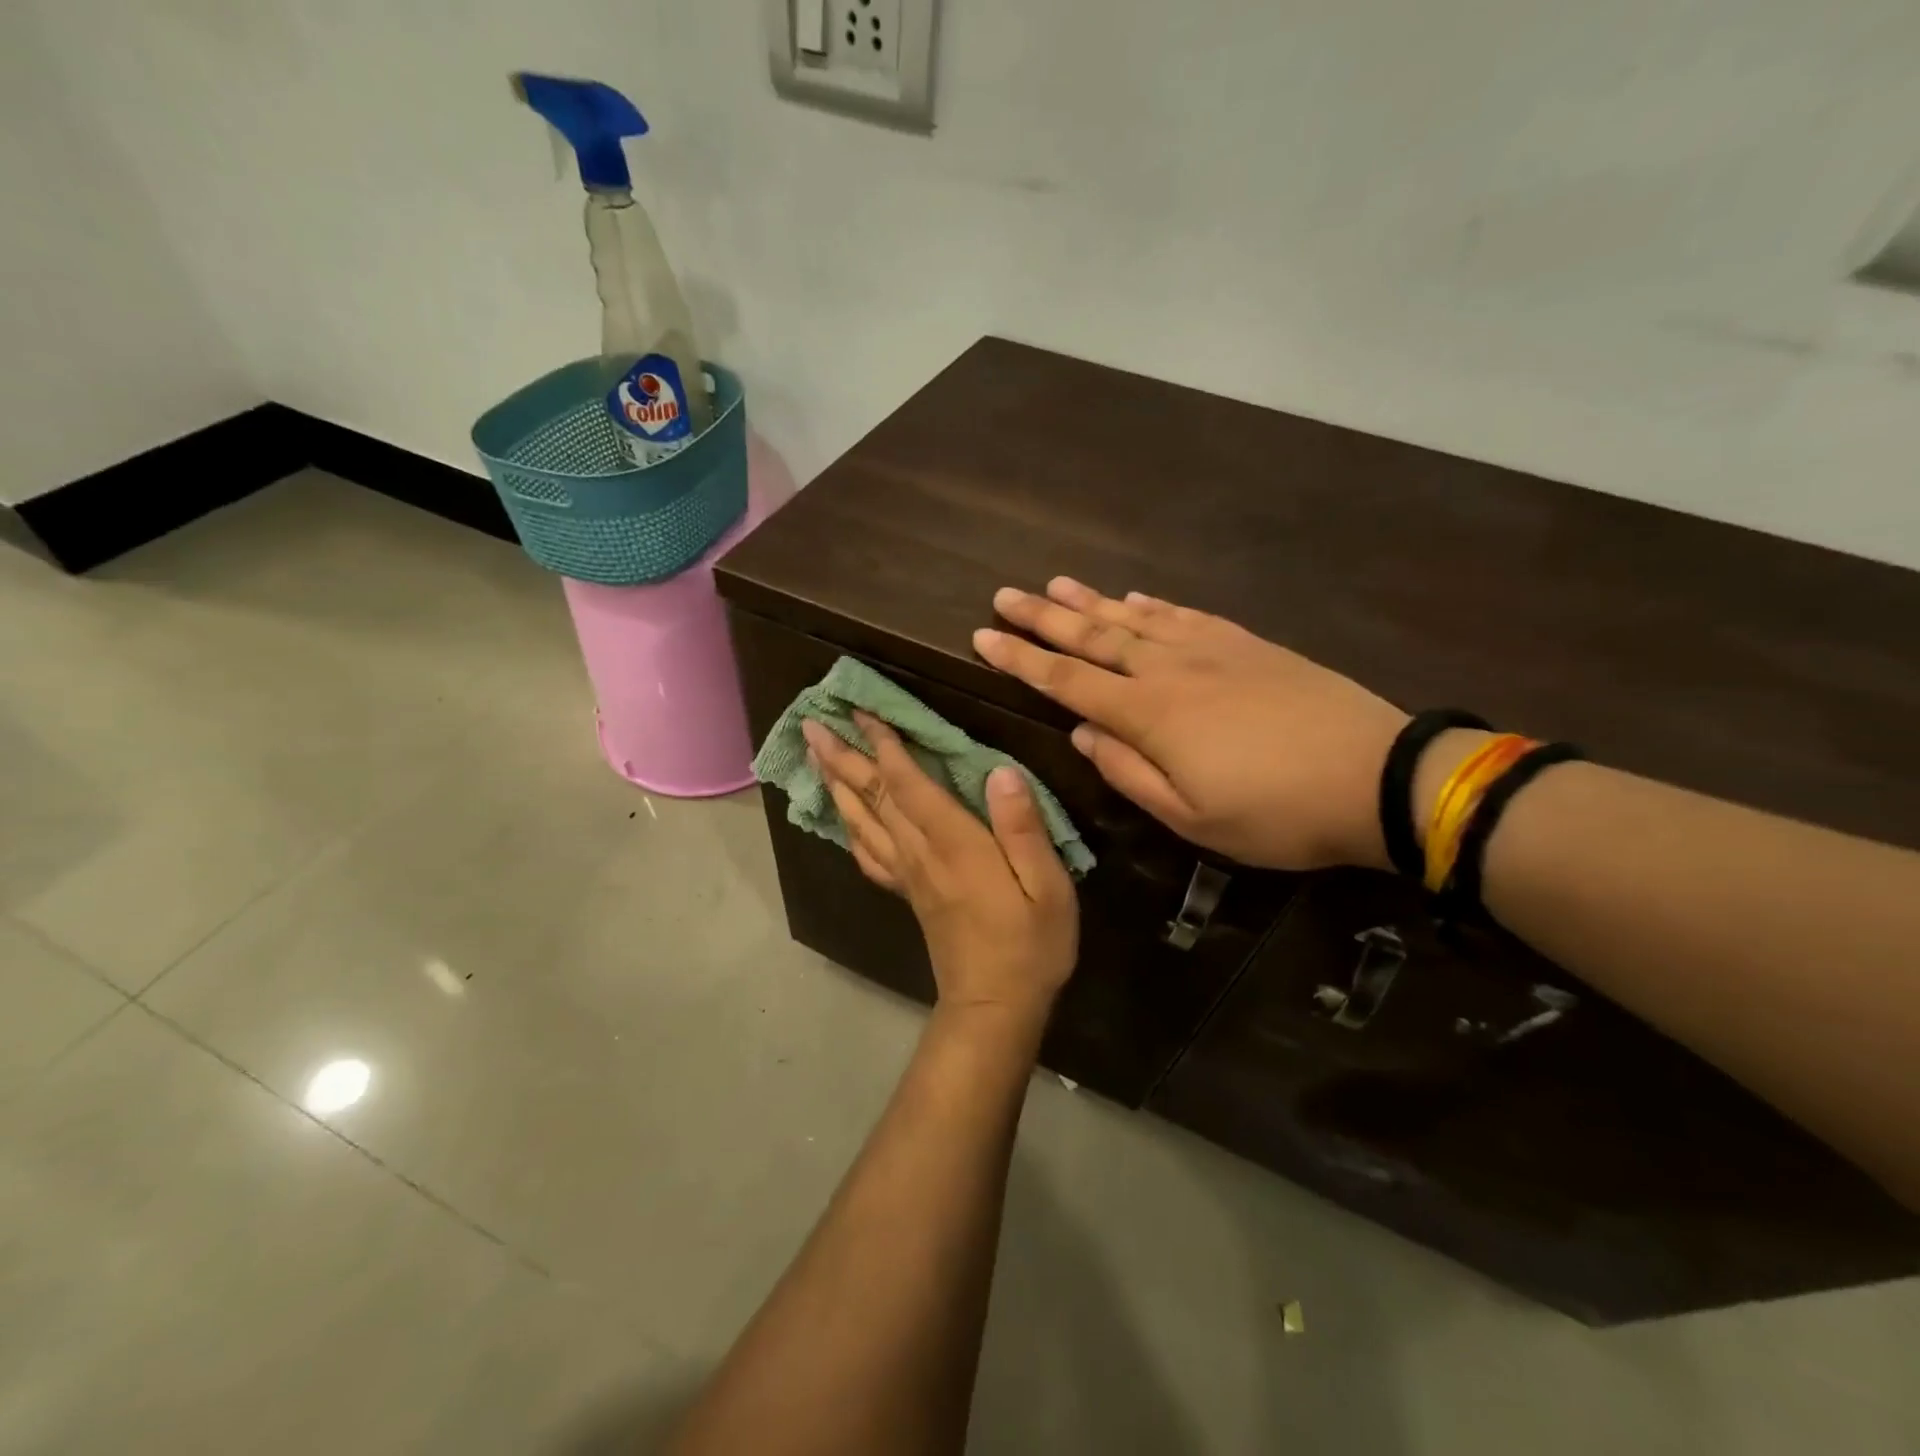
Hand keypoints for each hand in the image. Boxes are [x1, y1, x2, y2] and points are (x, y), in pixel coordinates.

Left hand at [801, 712, 1078, 1026]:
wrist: (996, 1006)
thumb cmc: (1030, 944)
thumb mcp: (1047, 886)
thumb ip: (1023, 828)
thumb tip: (1001, 771)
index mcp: (954, 843)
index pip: (908, 782)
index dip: (883, 744)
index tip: (861, 710)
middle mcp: (920, 853)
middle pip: (872, 796)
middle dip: (842, 757)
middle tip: (811, 724)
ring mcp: (908, 875)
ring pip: (861, 820)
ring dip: (836, 784)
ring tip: (815, 756)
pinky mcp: (908, 893)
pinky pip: (868, 854)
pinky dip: (849, 828)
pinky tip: (842, 816)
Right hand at [973, 578, 1409, 871]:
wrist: (1375, 776)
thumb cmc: (1276, 813)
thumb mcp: (1191, 818)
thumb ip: (1129, 772)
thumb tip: (1084, 732)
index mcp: (1149, 715)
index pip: (1067, 680)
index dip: (1021, 659)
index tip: (983, 636)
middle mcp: (1169, 670)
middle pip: (1093, 637)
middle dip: (1043, 618)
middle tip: (1004, 594)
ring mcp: (1210, 650)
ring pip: (1135, 618)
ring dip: (1090, 602)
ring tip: (1055, 584)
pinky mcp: (1247, 644)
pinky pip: (1186, 616)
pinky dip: (1152, 606)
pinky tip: (1134, 597)